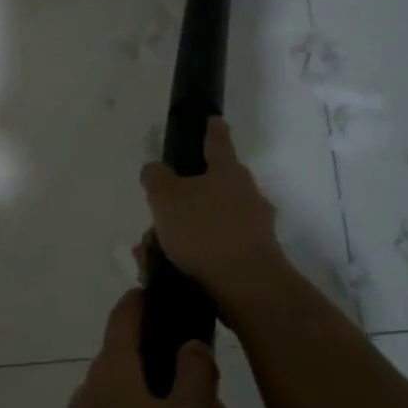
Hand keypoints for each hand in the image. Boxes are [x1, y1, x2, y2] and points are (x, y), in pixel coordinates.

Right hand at [139, 116, 287, 300]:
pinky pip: (214, 247)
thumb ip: (156, 178)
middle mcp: (246, 194)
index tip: (212, 120)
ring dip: (182, 231)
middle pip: (212, 186)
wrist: (247, 286)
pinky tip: (168, 268)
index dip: (212, 129)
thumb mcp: (165, 198)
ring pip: (209, 220)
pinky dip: (193, 253)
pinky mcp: (253, 257)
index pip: (218, 141)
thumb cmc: (204, 231)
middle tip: (158, 212)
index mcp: (227, 172)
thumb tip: (155, 169)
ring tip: (153, 250)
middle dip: (183, 198)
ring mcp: (254, 227)